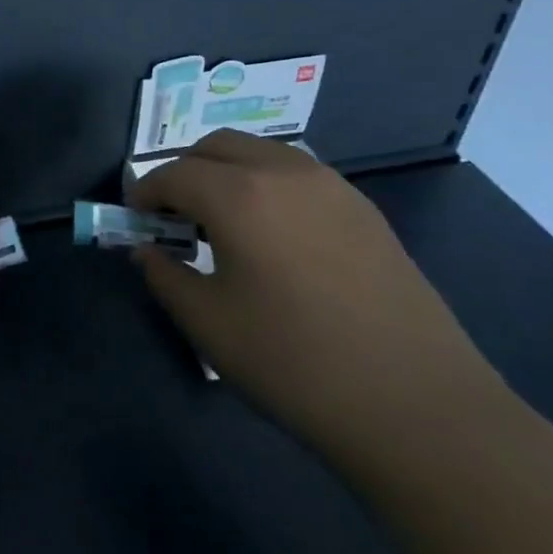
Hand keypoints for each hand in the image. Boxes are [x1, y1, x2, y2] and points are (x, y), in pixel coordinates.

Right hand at [129, 131, 511, 466]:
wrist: (418, 407)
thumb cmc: (294, 362)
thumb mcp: (207, 323)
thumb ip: (163, 275)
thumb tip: (147, 250)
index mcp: (239, 195)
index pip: (173, 174)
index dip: (144, 193)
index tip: (134, 220)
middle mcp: (284, 172)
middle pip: (216, 146)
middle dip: (184, 172)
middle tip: (173, 217)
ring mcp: (332, 187)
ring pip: (260, 153)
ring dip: (227, 173)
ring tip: (221, 223)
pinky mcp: (364, 210)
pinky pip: (297, 175)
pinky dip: (267, 186)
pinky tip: (271, 236)